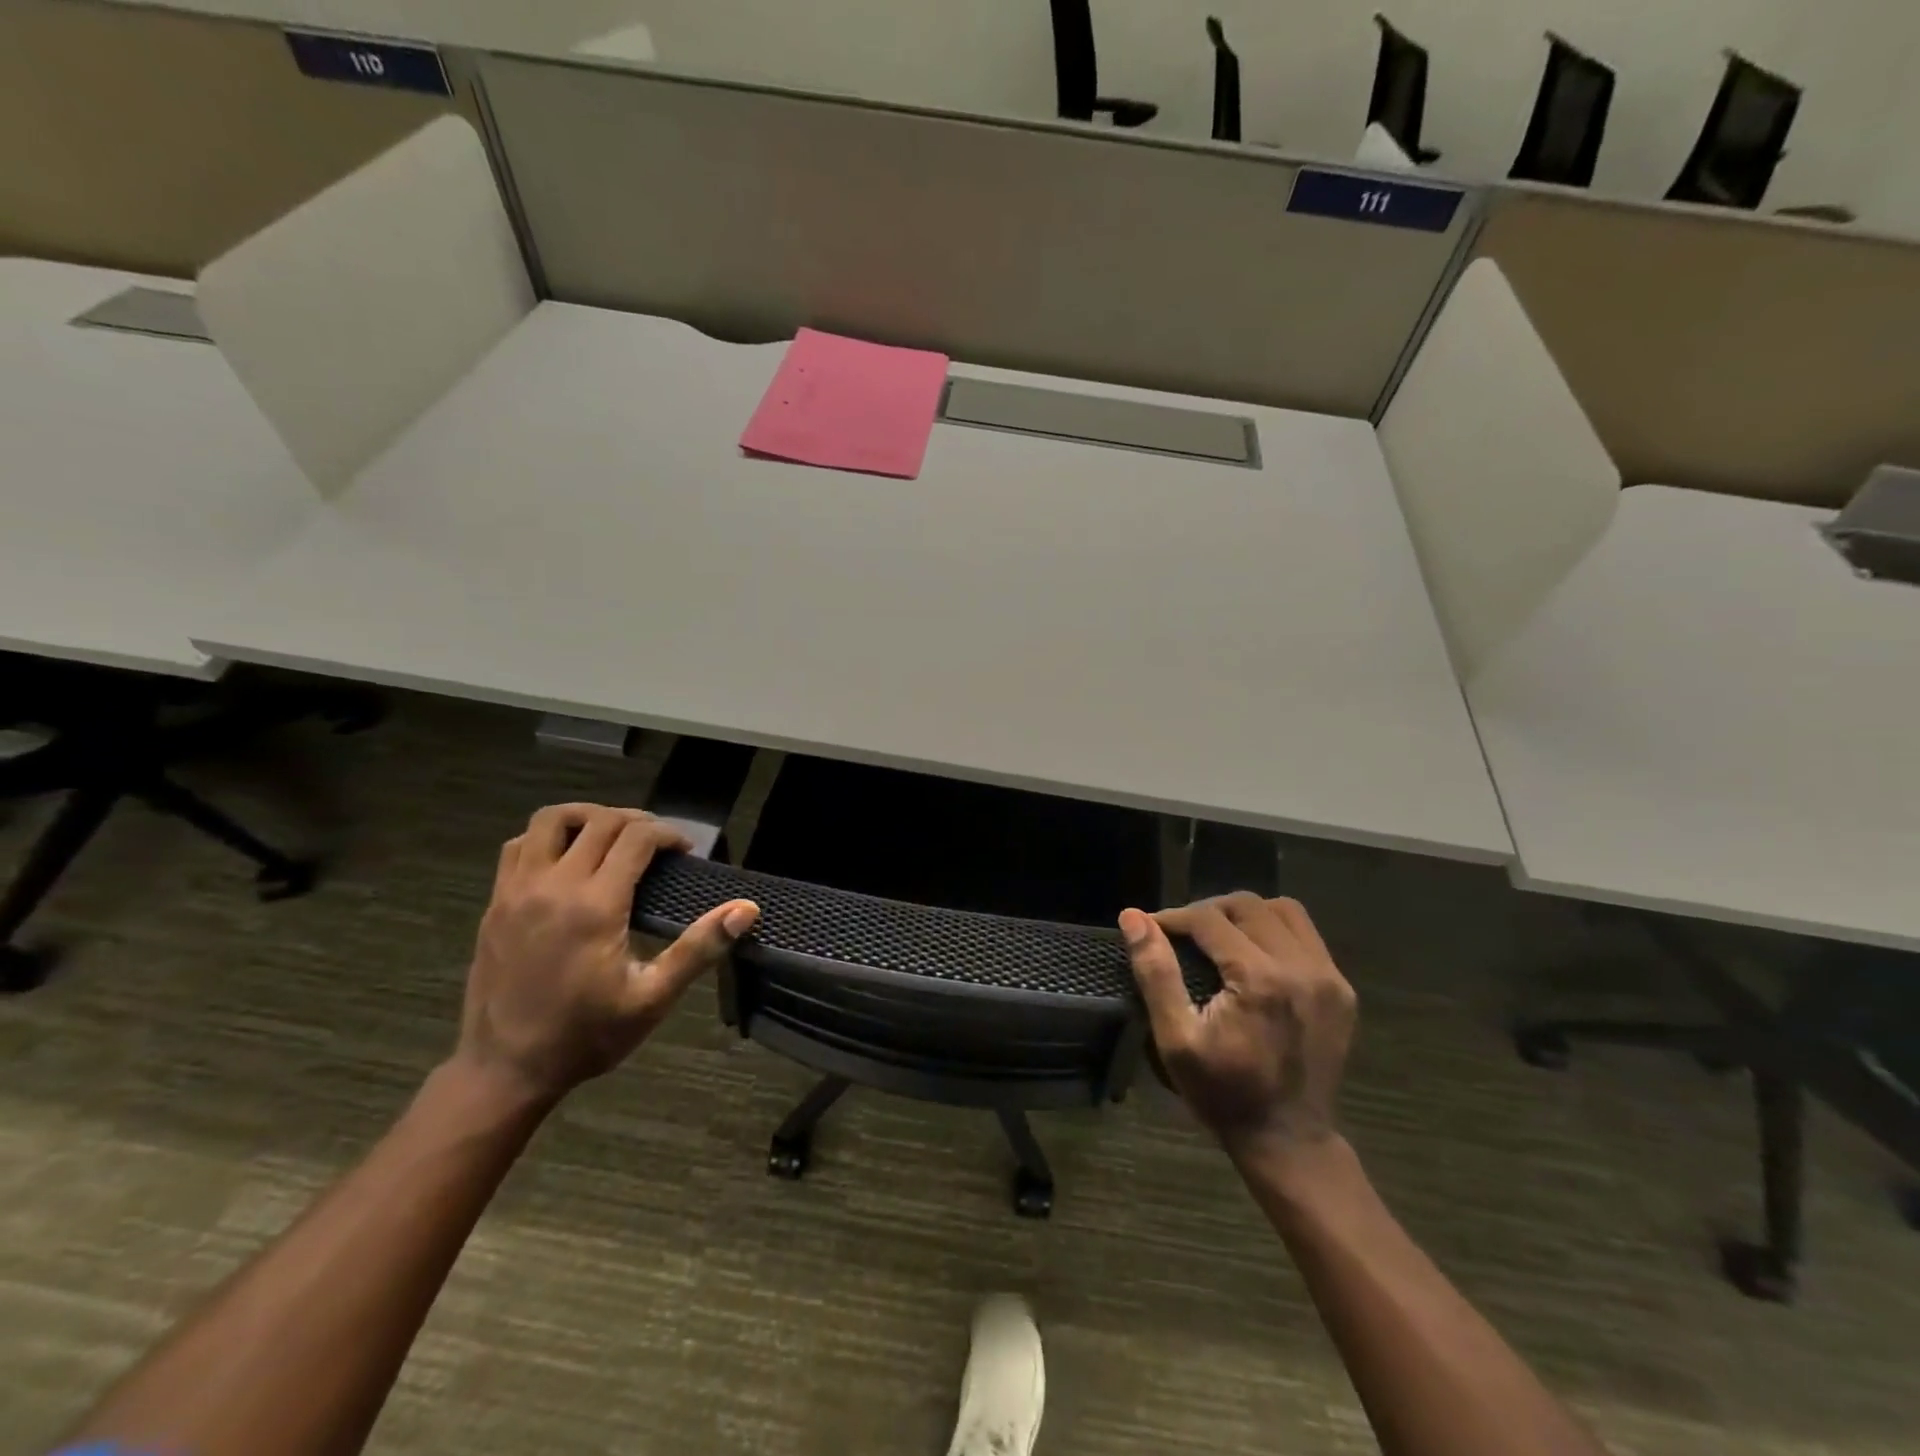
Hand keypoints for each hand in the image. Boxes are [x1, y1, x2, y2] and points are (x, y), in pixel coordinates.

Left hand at [455, 803, 758, 1104]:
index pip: (636, 837)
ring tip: (612, 836)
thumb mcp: (653, 998)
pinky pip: (518, 846)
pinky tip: (566, 860)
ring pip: (551, 820)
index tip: (685, 851)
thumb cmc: (587, 1035)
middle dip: (637, 820)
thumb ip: (699, 948)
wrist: (505, 1070)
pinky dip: (547, 838)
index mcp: (595, 905)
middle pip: (599, 820)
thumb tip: (746, 909)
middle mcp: (553, 885)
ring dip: (588, 817)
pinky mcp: (496, 903)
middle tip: (659, 843)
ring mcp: (517, 891)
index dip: (668, 834)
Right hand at [1120, 894, 1354, 1161]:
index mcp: (1260, 979)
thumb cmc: (1223, 1093)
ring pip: (1284, 910)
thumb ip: (1155, 972)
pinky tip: (1254, 955)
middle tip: (1182, 934)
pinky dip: (1275, 932)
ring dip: (1246, 914)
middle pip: (1248, 905)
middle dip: (1208, 910)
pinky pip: (1306, 936)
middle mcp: (1302, 967)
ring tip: (1220, 937)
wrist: (1289, 1141)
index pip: (1209, 919)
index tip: (1151, 928)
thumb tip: (1133, 917)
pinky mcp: (1342, 990)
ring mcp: (1329, 977)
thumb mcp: (1176, 1039)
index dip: (1174, 917)